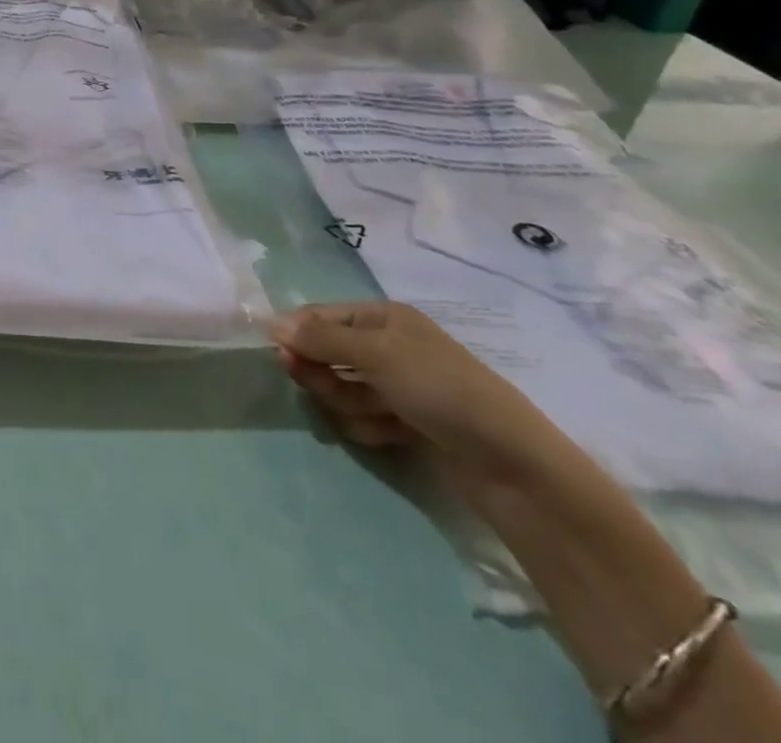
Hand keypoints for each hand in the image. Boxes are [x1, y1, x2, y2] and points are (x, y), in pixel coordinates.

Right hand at [269, 301, 566, 493]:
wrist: (510, 464)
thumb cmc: (440, 389)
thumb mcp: (376, 354)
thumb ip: (320, 338)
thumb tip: (270, 323)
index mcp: (383, 317)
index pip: (320, 316)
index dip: (297, 334)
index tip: (279, 356)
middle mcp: (387, 345)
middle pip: (326, 353)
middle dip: (323, 375)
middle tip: (325, 390)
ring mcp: (397, 385)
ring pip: (341, 389)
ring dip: (347, 405)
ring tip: (375, 418)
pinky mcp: (406, 422)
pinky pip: (363, 417)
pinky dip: (368, 426)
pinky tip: (391, 436)